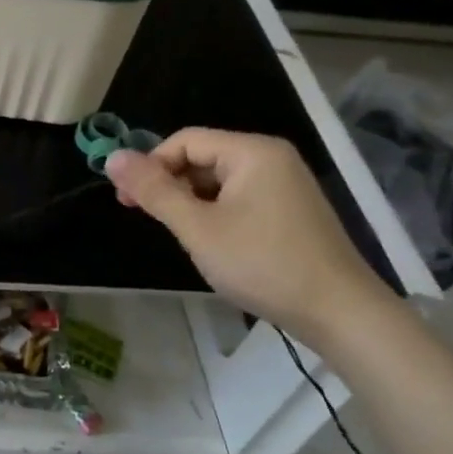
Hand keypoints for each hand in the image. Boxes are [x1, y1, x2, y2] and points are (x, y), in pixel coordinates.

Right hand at [105, 128, 393, 342]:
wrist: (340, 312)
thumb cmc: (263, 264)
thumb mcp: (198, 228)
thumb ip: (154, 191)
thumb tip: (112, 158)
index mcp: (252, 152)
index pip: (185, 141)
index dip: (150, 165)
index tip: (126, 201)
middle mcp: (271, 159)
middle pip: (202, 157)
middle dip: (168, 184)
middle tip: (144, 218)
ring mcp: (285, 185)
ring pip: (218, 181)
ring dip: (190, 202)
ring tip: (178, 235)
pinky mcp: (290, 211)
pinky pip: (238, 198)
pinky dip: (214, 213)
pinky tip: (210, 242)